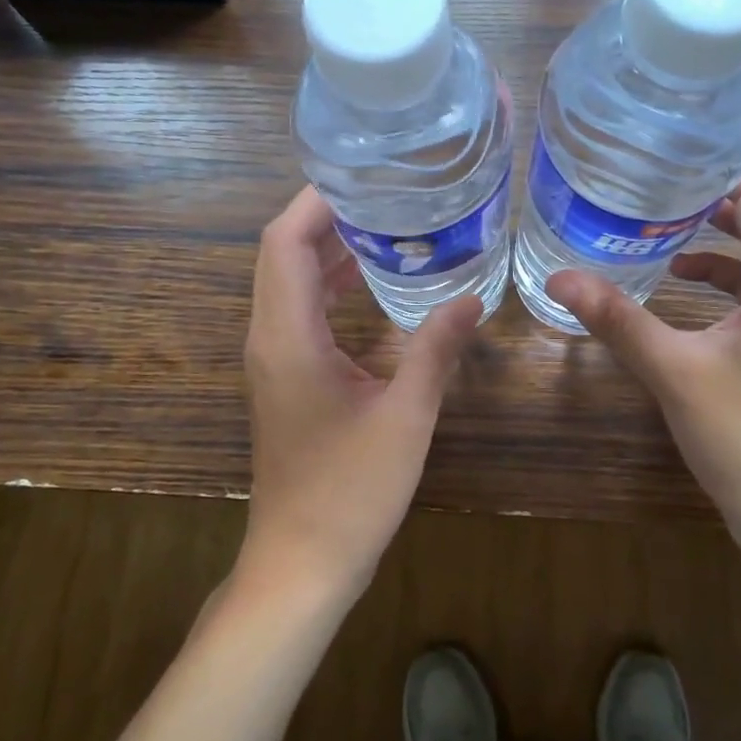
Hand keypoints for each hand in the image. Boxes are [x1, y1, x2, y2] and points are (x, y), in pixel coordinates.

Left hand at [239, 187, 481, 600]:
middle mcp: (269, 339)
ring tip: (386, 228)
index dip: (316, 202)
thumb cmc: (350, 492)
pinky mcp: (285, 380)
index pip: (285, 242)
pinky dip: (329, 287)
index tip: (363, 177)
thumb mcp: (406, 416)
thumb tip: (471, 299)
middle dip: (327, 219)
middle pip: (283, 255)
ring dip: (328, 252)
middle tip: (386, 195)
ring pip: (289, 284)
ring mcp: (273, 361)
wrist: (301, 563)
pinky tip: (372, 285)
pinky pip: (299, 313)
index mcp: (288, 337)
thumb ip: (436, 350)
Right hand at [547, 158, 740, 564]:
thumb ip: (617, 318)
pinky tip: (686, 278)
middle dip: (733, 180)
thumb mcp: (672, 373)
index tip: (666, 156)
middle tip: (670, 178)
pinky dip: (737, 261)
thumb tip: (559, 276)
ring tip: (670, 216)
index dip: (720, 164)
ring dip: (736, 219)